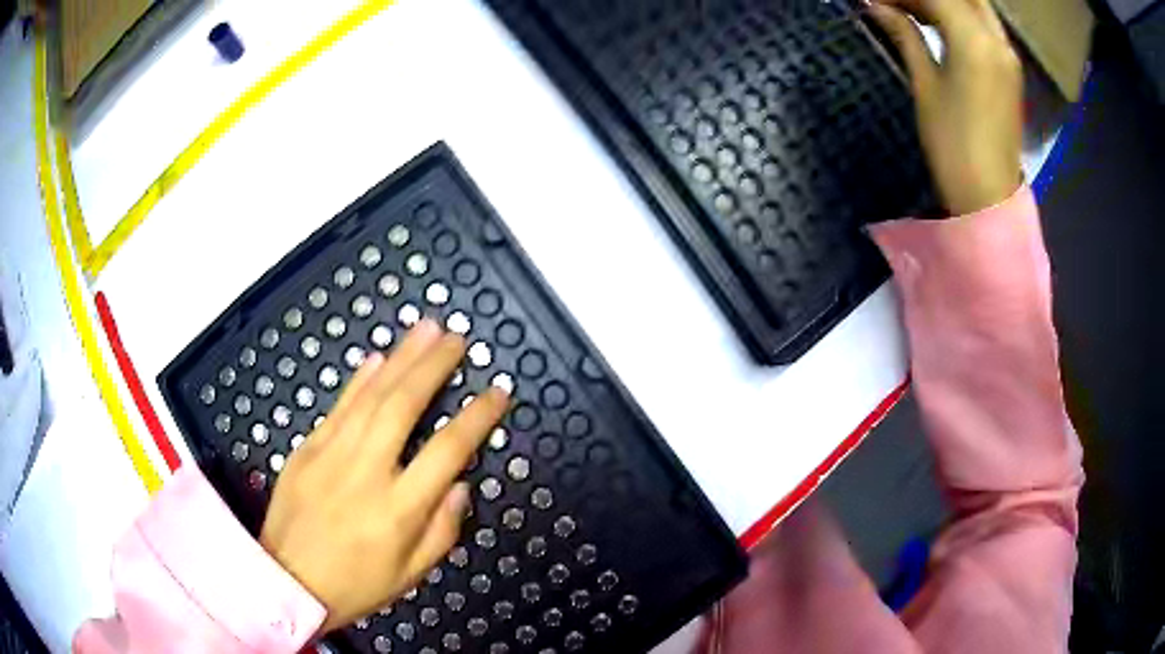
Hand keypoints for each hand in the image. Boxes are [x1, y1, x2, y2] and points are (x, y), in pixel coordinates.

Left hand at [259, 319, 509, 632]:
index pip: (447, 451)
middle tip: (456, 338)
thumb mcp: (411, 575)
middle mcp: (366, 473)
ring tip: (426, 329)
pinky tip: (377, 358)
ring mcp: (330, 456)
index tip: (497, 391)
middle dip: (434, 366)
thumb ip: (442, 530)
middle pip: (404, 406)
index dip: (477, 417)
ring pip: (370, 397)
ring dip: (401, 358)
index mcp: (398, 510)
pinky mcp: (306, 450)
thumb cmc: (355, 586)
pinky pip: (337, 407)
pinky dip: (359, 379)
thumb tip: (461, 484)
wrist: (286, 582)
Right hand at [868, 0, 1022, 214]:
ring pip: (975, 6)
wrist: (990, 198)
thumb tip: (877, 5)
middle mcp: (997, 40)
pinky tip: (936, 21)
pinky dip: (960, 15)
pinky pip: (984, 25)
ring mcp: (1007, 55)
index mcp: (975, 41)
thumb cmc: (953, 146)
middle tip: (899, 3)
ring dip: (946, 2)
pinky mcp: (1010, 70)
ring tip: (911, 8)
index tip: (877, 0)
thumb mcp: (925, 86)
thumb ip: (906, 36)